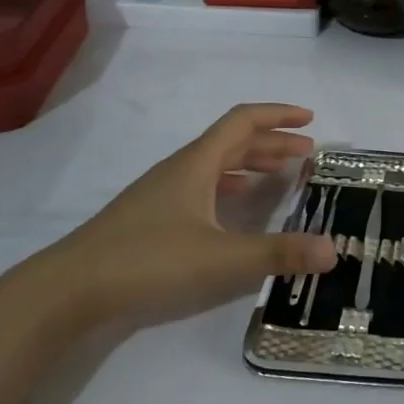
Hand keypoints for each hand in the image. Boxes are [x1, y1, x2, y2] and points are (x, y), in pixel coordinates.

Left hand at [28, 103, 337, 329]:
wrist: (69, 288)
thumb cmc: (147, 261)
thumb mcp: (220, 259)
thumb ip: (278, 254)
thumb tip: (334, 250)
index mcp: (197, 164)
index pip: (244, 121)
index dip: (279, 115)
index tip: (311, 120)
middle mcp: (181, 169)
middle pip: (232, 141)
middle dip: (272, 142)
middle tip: (307, 152)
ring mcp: (163, 193)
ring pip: (216, 165)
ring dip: (251, 163)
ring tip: (280, 176)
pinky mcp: (152, 217)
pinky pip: (202, 187)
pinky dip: (229, 187)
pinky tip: (236, 208)